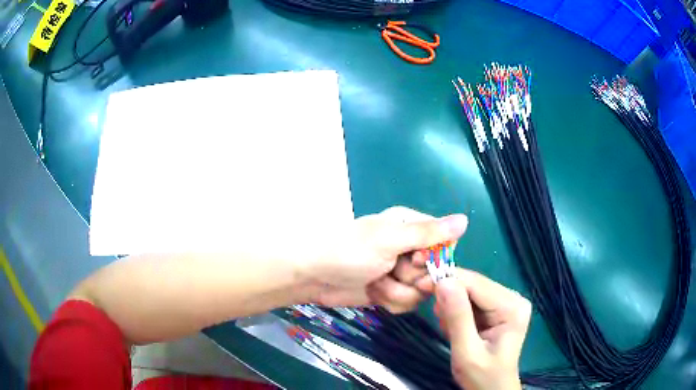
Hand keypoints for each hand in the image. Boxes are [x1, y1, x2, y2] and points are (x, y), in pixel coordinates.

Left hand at [305, 206, 467, 311]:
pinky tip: (373, 292)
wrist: (314, 277)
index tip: (415, 260)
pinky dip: (390, 300)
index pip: (444, 242)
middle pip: (434, 271)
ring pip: (421, 292)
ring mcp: (401, 273)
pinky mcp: (392, 292)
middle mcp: (410, 249)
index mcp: (411, 227)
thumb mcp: (389, 239)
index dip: (434, 257)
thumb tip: (464, 220)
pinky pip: (407, 304)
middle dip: (410, 277)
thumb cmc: (348, 251)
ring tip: (375, 281)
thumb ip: (428, 233)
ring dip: (396, 291)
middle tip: (389, 270)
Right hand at [435, 269, 530, 389]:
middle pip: (474, 285)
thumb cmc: (481, 377)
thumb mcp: (466, 351)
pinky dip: (457, 312)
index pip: (477, 283)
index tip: (419, 284)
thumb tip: (443, 281)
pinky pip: (471, 301)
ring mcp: (506, 303)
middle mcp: (513, 298)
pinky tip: (455, 329)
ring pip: (470, 292)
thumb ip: (457, 317)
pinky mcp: (497, 310)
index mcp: (512, 307)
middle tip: (436, 317)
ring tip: (450, 330)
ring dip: (452, 307)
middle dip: (450, 297)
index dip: (448, 280)